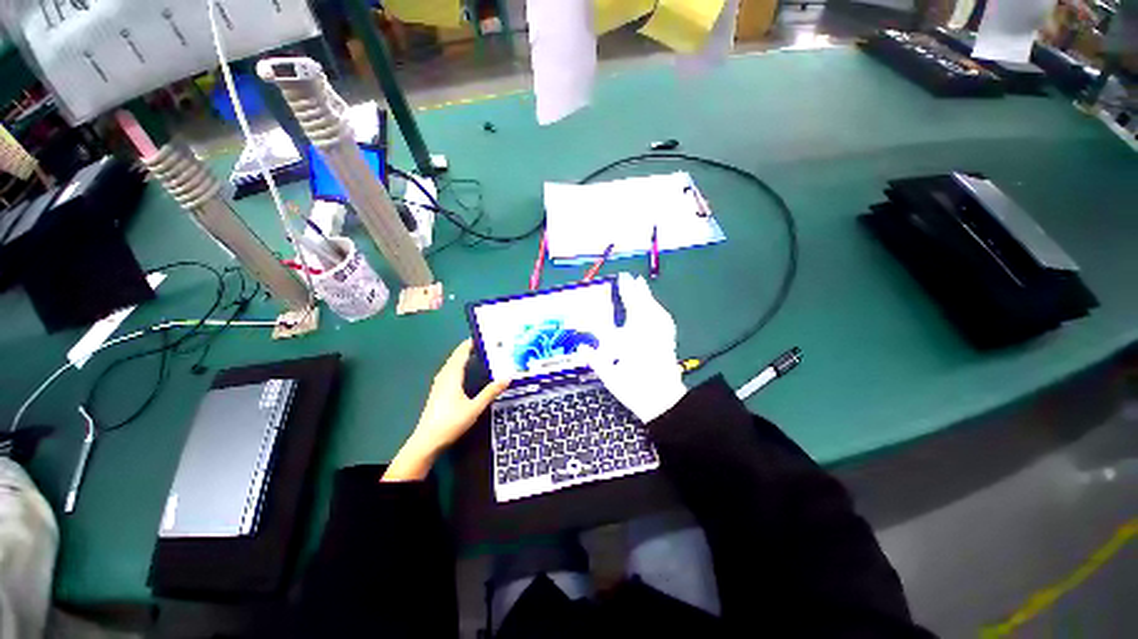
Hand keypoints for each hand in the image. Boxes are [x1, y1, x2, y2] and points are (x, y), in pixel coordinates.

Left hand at [383, 340, 509, 481]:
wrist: (429, 438)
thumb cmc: (452, 422)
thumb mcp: (475, 408)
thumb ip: (490, 392)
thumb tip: (507, 377)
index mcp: (452, 375)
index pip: (461, 353)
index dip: (471, 343)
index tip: (483, 337)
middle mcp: (443, 376)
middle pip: (455, 358)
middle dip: (468, 350)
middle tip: (484, 346)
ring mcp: (438, 384)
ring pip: (451, 366)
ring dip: (462, 359)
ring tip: (476, 357)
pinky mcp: (437, 393)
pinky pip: (448, 373)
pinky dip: (458, 368)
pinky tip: (463, 376)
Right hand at [586, 273, 686, 422]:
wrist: (662, 400)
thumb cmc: (635, 388)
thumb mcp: (610, 376)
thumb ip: (596, 359)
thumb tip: (582, 347)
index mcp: (634, 334)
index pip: (628, 306)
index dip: (625, 291)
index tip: (622, 278)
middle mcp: (649, 330)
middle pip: (643, 305)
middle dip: (637, 291)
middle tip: (633, 278)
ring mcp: (661, 336)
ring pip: (655, 310)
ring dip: (648, 298)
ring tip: (642, 288)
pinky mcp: (668, 343)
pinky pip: (664, 320)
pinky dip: (659, 312)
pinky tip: (656, 311)